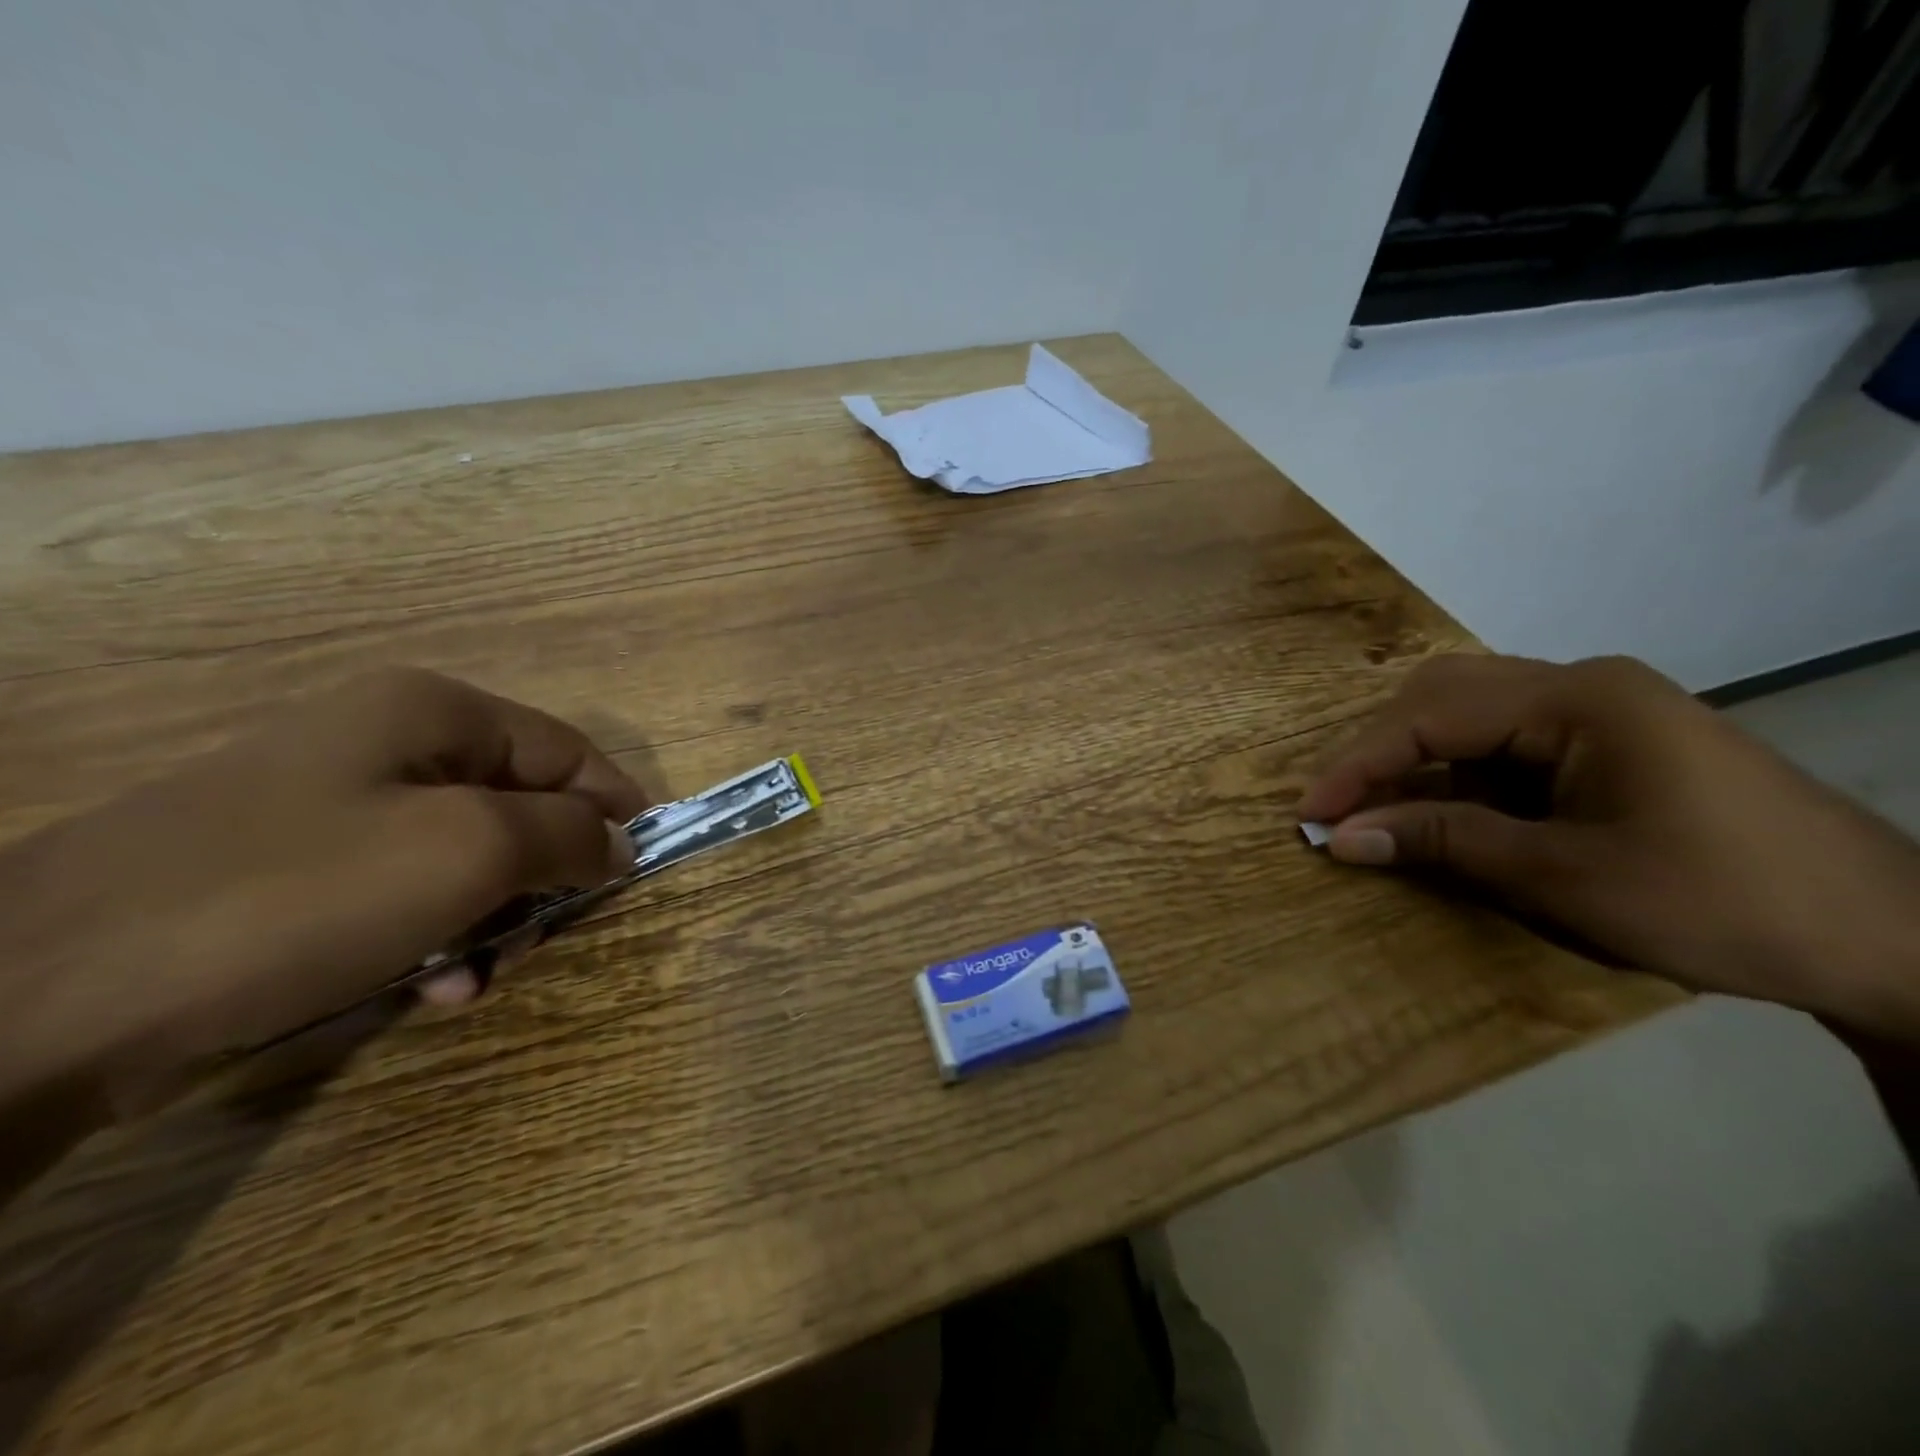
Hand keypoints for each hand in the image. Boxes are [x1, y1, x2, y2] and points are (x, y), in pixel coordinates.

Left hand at [0, 669, 646, 1126]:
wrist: (43, 995)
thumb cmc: (299, 895)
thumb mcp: (469, 851)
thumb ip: (568, 834)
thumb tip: (619, 841)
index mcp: (433, 712)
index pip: (570, 751)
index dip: (614, 808)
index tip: (636, 871)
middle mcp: (388, 742)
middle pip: (519, 805)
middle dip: (543, 876)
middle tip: (541, 938)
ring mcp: (335, 805)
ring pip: (467, 857)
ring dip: (491, 918)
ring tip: (474, 978)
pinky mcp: (295, 869)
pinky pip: (405, 892)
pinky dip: (433, 938)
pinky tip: (424, 990)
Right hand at [1299, 654, 1919, 1039]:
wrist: (1888, 941)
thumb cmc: (1721, 904)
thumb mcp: (1564, 878)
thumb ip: (1443, 842)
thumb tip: (1342, 838)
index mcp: (1579, 699)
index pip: (1431, 717)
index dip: (1358, 765)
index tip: (1308, 814)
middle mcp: (1582, 684)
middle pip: (1442, 695)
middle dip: (1379, 750)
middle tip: (1339, 808)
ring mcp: (1599, 709)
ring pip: (1469, 712)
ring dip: (1414, 759)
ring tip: (1380, 810)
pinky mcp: (1608, 741)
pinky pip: (1504, 740)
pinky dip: (1459, 773)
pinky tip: (1446, 809)